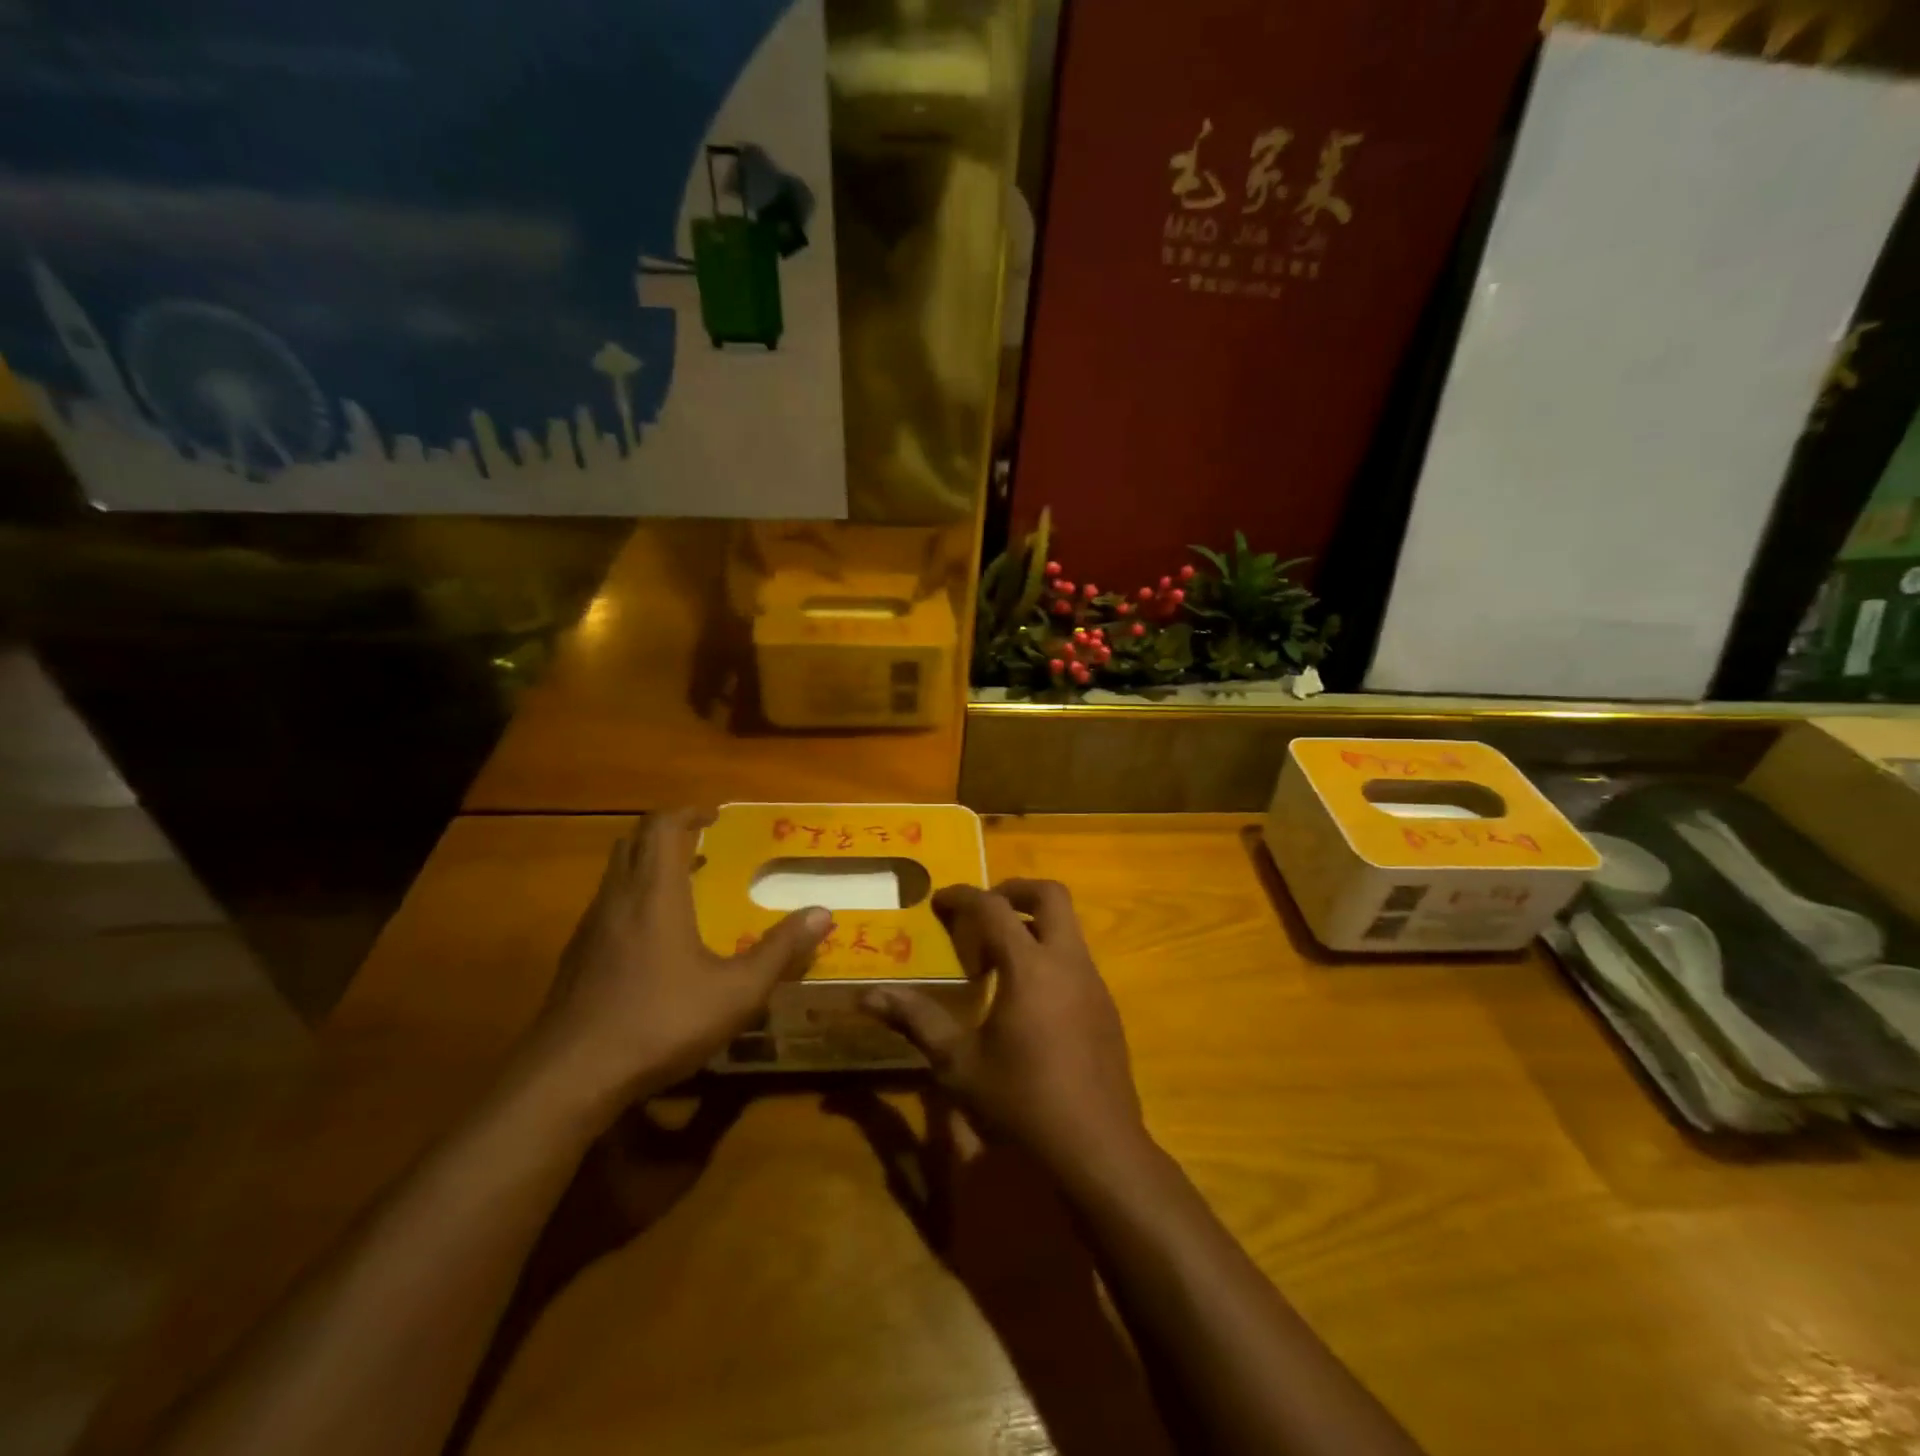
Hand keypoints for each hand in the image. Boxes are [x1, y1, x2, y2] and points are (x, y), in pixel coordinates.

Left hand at [524, 809, 829, 1114]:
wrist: (569, 1078)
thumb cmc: (660, 1022)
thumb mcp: (737, 992)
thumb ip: (781, 950)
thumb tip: (823, 913)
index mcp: (655, 893)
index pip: (662, 826)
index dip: (689, 812)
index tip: (715, 817)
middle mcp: (617, 899)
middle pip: (634, 842)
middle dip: (668, 833)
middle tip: (703, 844)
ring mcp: (590, 929)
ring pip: (616, 874)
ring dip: (649, 866)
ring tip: (686, 886)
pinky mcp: (576, 959)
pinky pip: (607, 907)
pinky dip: (633, 900)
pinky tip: (656, 940)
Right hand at [862, 880, 1147, 1174]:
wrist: (1098, 1150)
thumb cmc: (1021, 1102)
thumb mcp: (959, 1064)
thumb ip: (917, 1020)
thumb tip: (868, 996)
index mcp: (1029, 966)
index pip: (993, 908)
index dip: (963, 896)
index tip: (938, 900)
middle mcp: (1067, 962)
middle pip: (1050, 895)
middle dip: (1014, 890)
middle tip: (982, 910)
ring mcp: (1094, 983)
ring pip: (1069, 926)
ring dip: (1034, 923)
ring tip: (999, 955)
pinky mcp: (1106, 1008)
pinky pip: (1077, 959)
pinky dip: (1050, 954)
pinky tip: (1028, 998)